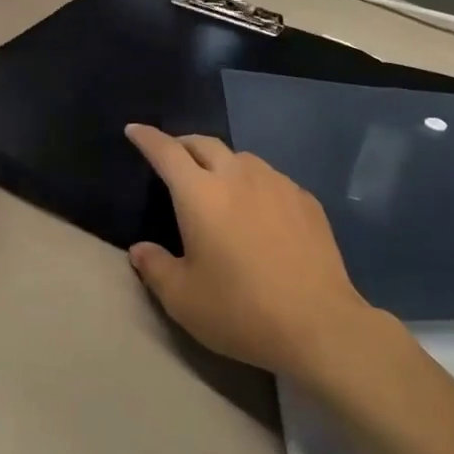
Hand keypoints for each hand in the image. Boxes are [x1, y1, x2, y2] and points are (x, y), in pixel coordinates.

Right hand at [124, 125, 375, 382]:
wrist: (319, 325)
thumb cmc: (240, 310)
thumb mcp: (183, 299)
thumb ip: (155, 267)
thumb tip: (139, 250)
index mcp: (200, 194)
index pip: (166, 152)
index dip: (147, 138)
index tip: (134, 129)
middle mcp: (237, 176)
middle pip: (204, 143)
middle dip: (183, 144)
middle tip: (173, 157)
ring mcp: (276, 184)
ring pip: (241, 158)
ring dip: (221, 162)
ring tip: (217, 183)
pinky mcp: (306, 200)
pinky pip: (271, 178)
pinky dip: (254, 183)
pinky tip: (259, 209)